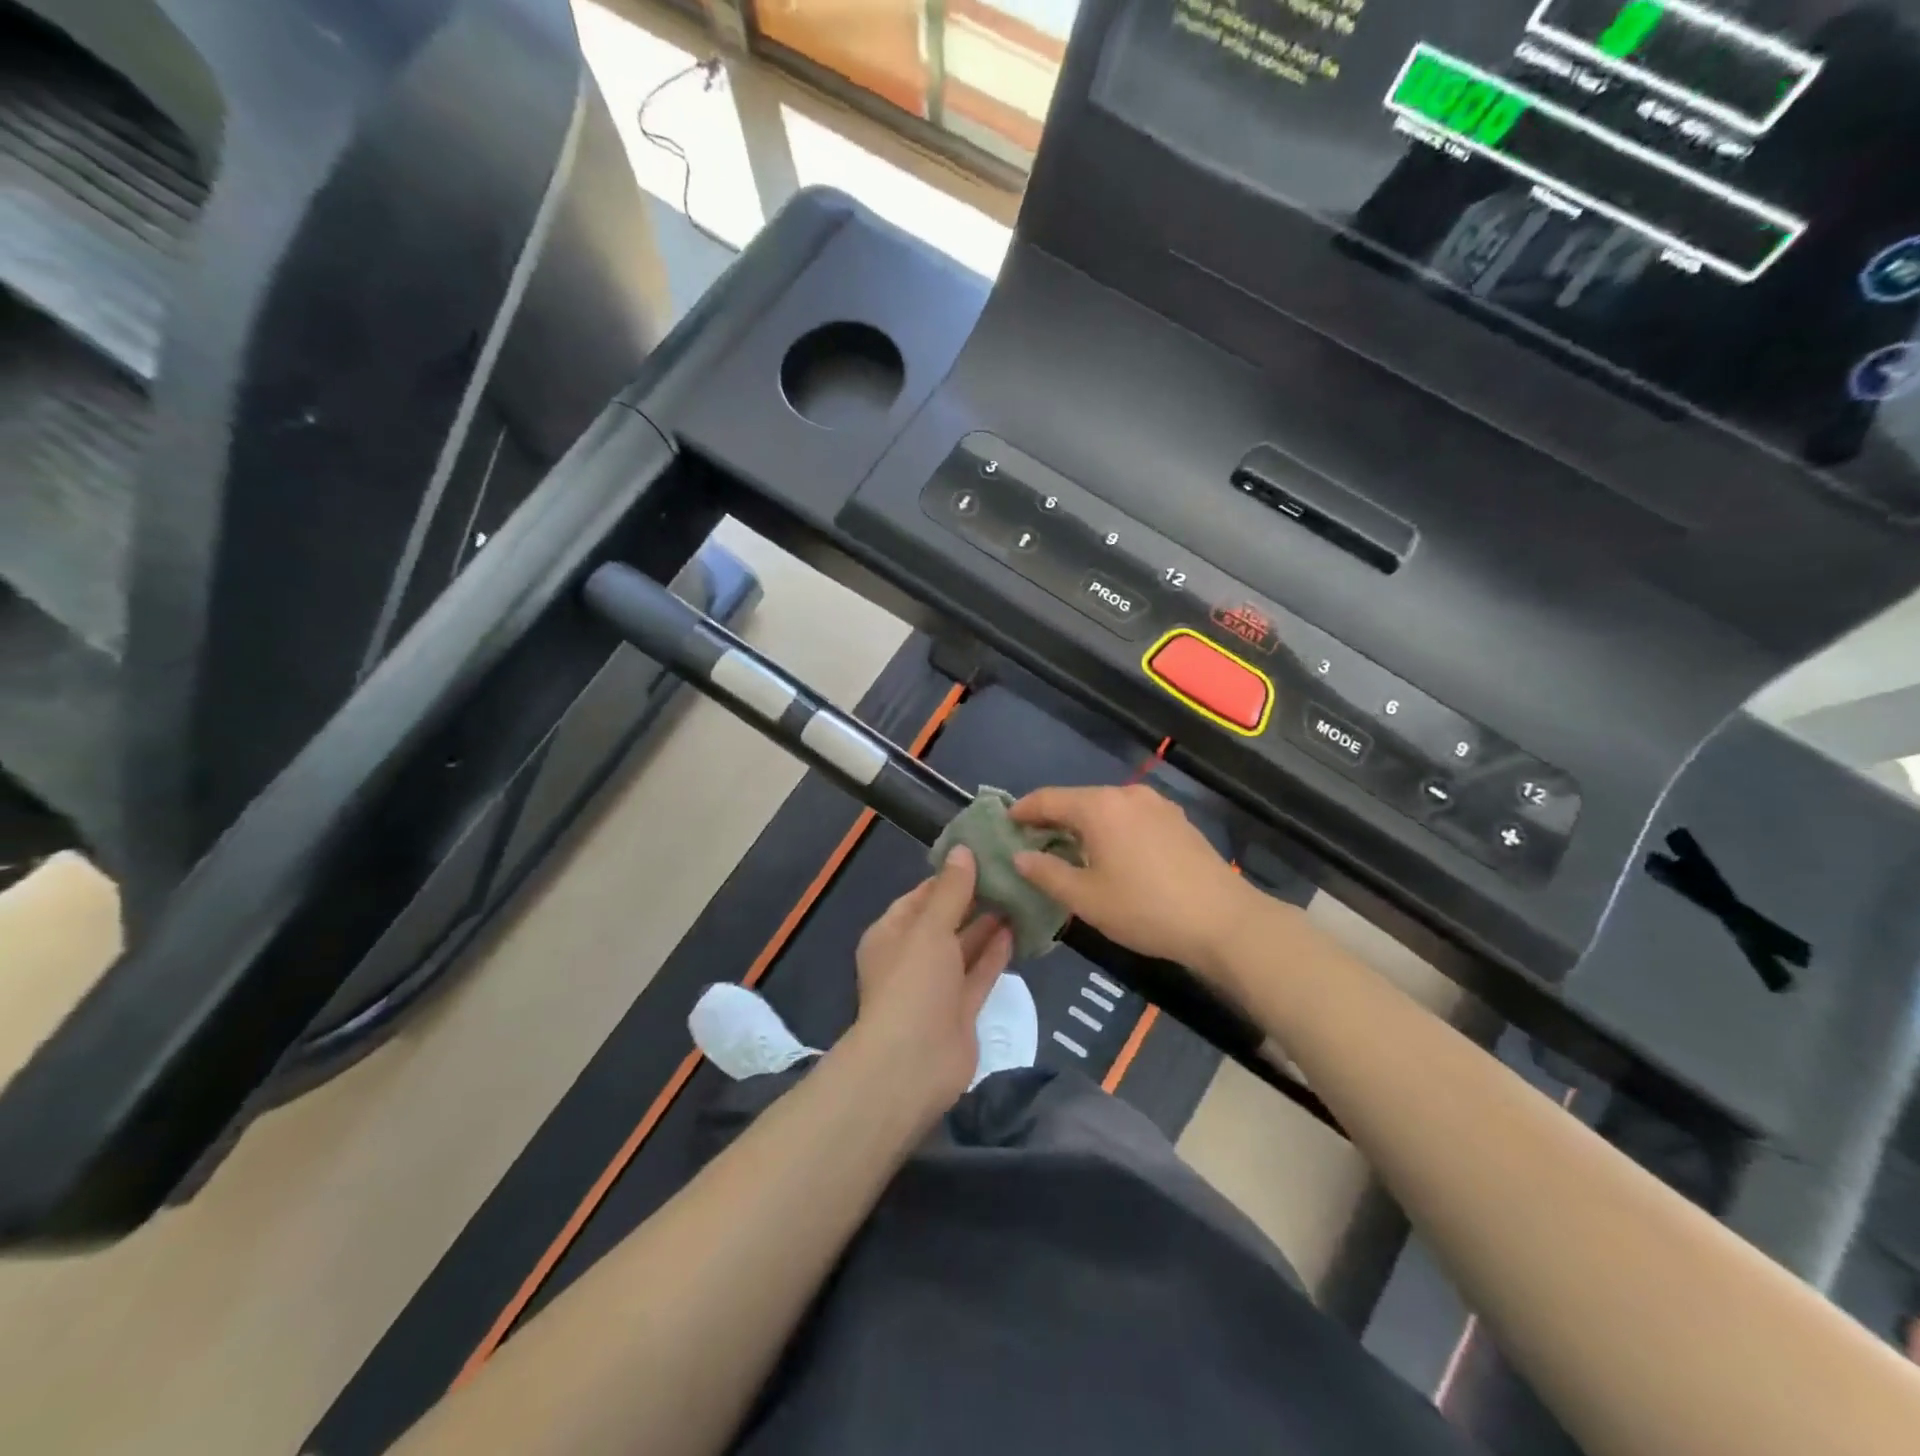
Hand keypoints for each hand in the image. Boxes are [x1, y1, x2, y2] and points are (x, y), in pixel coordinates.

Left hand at [851, 848, 1013, 1113]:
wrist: (913, 1063)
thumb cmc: (913, 983)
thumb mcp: (929, 928)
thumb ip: (950, 890)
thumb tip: (962, 850)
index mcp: (891, 934)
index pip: (921, 896)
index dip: (950, 876)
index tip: (983, 855)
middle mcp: (912, 957)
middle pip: (946, 920)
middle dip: (974, 899)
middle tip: (1011, 872)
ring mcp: (937, 986)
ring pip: (966, 947)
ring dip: (989, 925)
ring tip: (1021, 895)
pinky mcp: (961, 1010)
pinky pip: (980, 973)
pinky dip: (996, 953)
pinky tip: (1019, 930)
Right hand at [1010, 784, 1259, 974]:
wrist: (1224, 921)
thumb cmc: (1145, 909)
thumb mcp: (1086, 898)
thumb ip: (1046, 873)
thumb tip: (1020, 857)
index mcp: (1099, 806)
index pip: (1048, 799)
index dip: (1023, 810)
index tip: (1005, 822)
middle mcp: (1127, 794)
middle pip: (1078, 800)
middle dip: (1052, 818)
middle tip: (1032, 841)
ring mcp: (1157, 805)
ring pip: (1106, 807)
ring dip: (1083, 824)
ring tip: (1068, 850)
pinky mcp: (1177, 820)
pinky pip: (1130, 816)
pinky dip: (1110, 828)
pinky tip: (1110, 853)